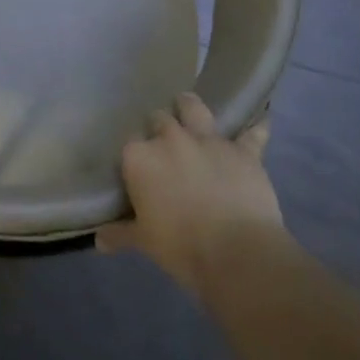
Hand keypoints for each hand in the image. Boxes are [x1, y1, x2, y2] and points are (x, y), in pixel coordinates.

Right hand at [97, 92, 283, 296]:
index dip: (134, 156)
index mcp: (140, 157)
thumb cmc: (180, 247)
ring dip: (190, 106)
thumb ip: (120, 234)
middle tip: (163, 145)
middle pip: (159, 119)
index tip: (138, 169)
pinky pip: (252, 133)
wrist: (237, 253)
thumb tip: (100, 240)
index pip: (129, 145)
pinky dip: (255, 129)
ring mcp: (208, 140)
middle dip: (159, 128)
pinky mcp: (243, 151)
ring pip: (195, 108)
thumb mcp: (143, 242)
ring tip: (188, 107)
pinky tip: (260, 122)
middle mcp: (170, 139)